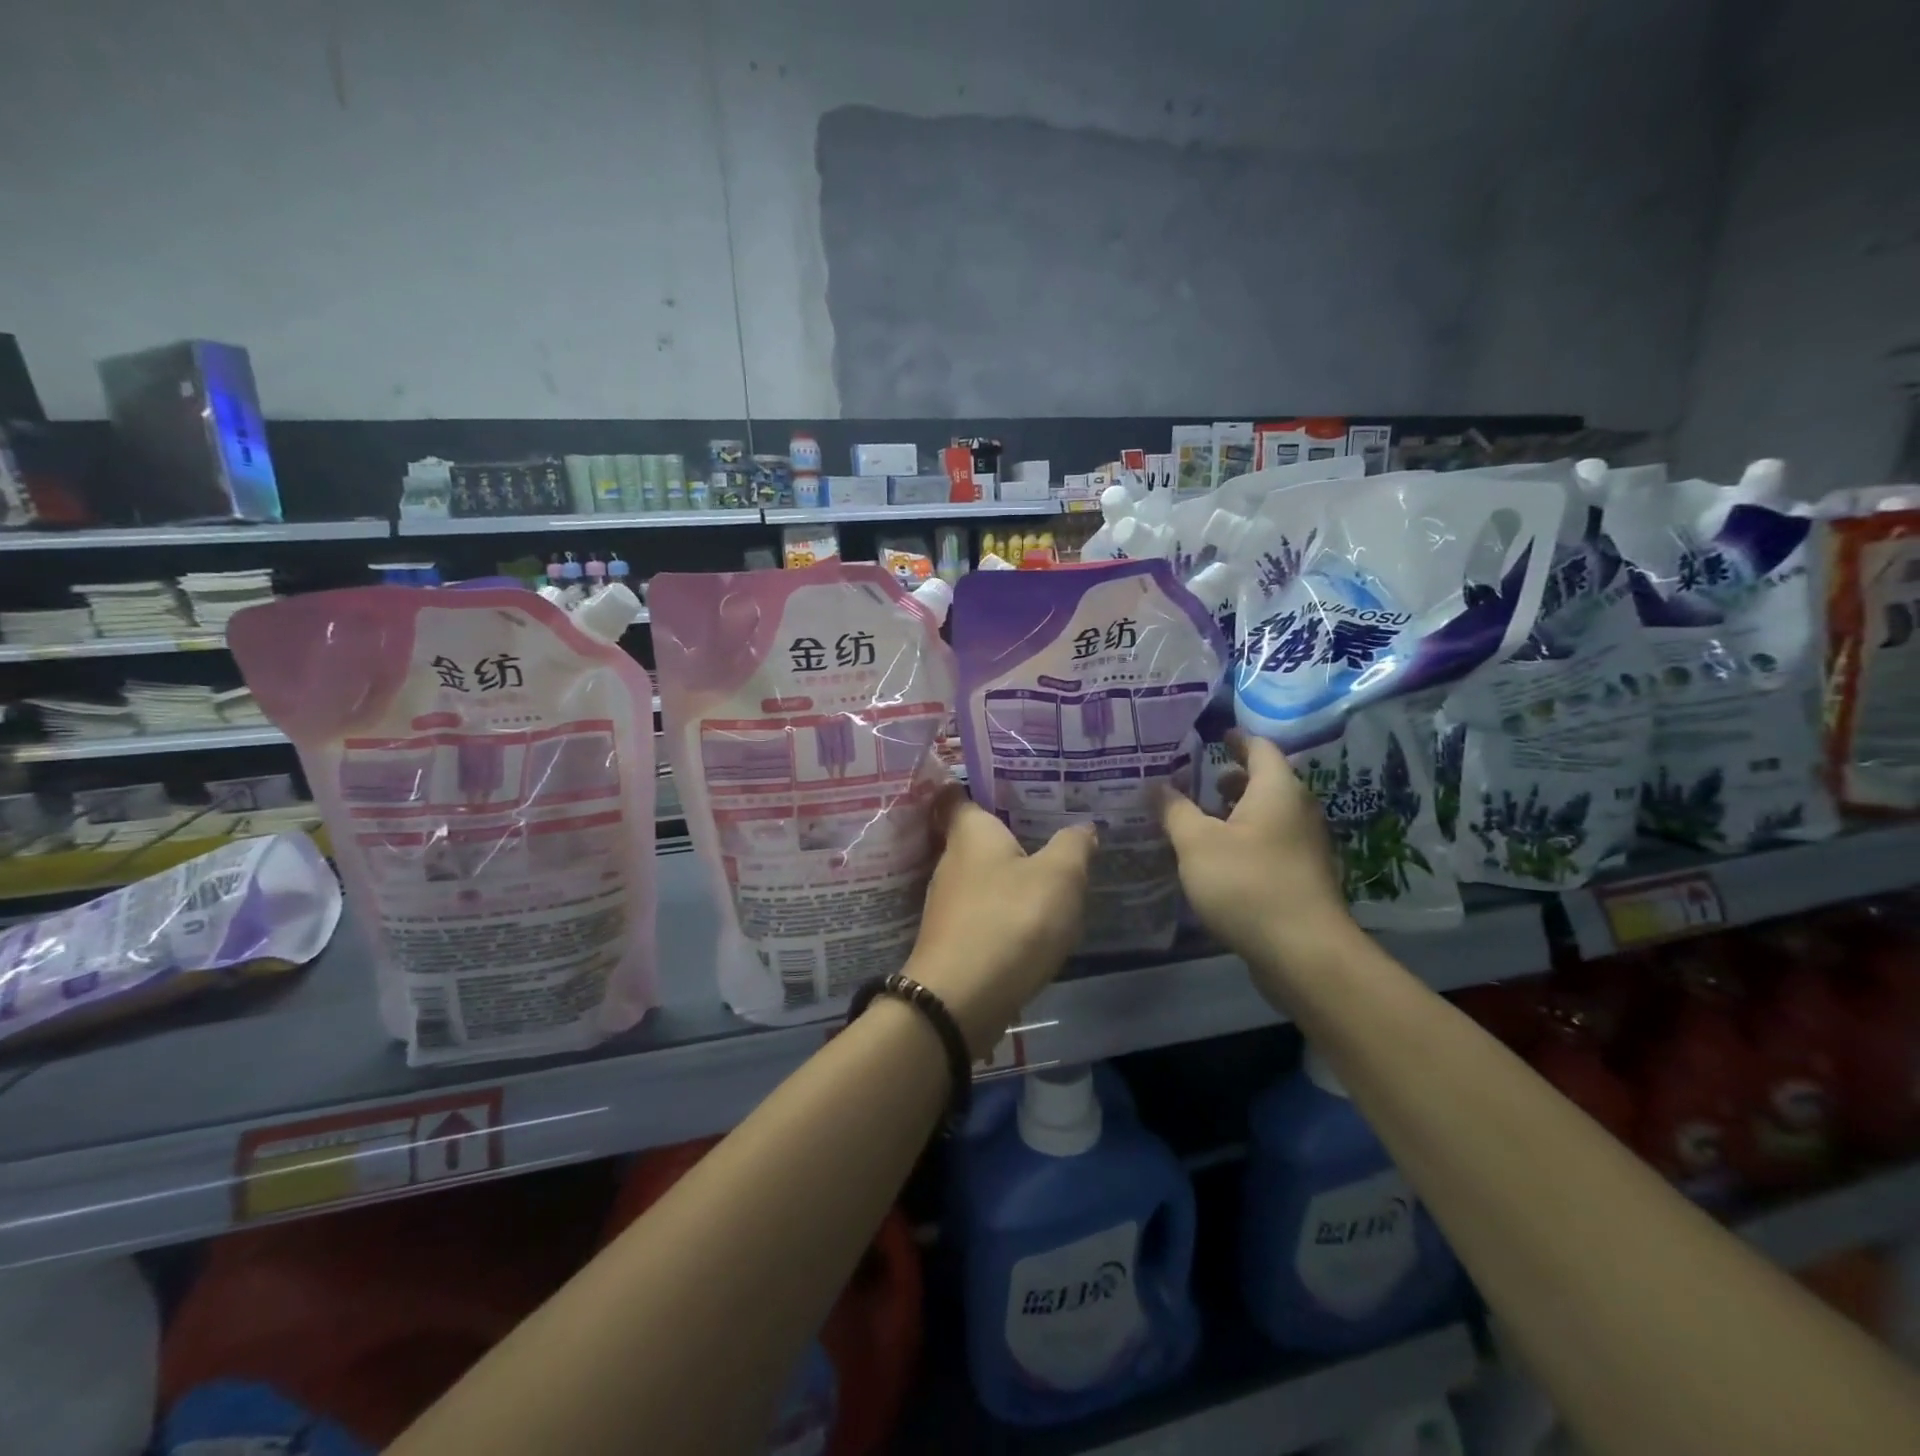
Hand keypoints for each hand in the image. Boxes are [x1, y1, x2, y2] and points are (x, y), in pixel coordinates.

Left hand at [907, 786, 1095, 1057]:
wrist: (962, 1000)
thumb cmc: (1011, 920)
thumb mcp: (1060, 876)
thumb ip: (1073, 846)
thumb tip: (1082, 827)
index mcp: (970, 832)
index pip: (957, 794)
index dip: (976, 785)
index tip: (1009, 782)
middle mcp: (949, 861)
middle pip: (975, 836)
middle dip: (1006, 832)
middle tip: (1048, 825)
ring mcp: (947, 903)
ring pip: (980, 876)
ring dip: (1007, 875)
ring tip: (1048, 871)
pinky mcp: (952, 939)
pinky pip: (982, 910)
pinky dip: (1003, 909)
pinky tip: (1032, 919)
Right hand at [1161, 731, 1356, 972]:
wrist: (1303, 952)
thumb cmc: (1247, 883)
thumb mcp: (1197, 843)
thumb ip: (1174, 810)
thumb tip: (1157, 784)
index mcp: (1277, 790)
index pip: (1259, 748)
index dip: (1235, 739)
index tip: (1212, 735)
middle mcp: (1298, 810)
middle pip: (1266, 781)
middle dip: (1231, 777)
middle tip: (1197, 777)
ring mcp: (1305, 846)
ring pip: (1268, 814)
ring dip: (1237, 811)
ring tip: (1201, 817)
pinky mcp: (1302, 877)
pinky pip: (1270, 842)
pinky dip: (1245, 837)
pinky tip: (1218, 857)